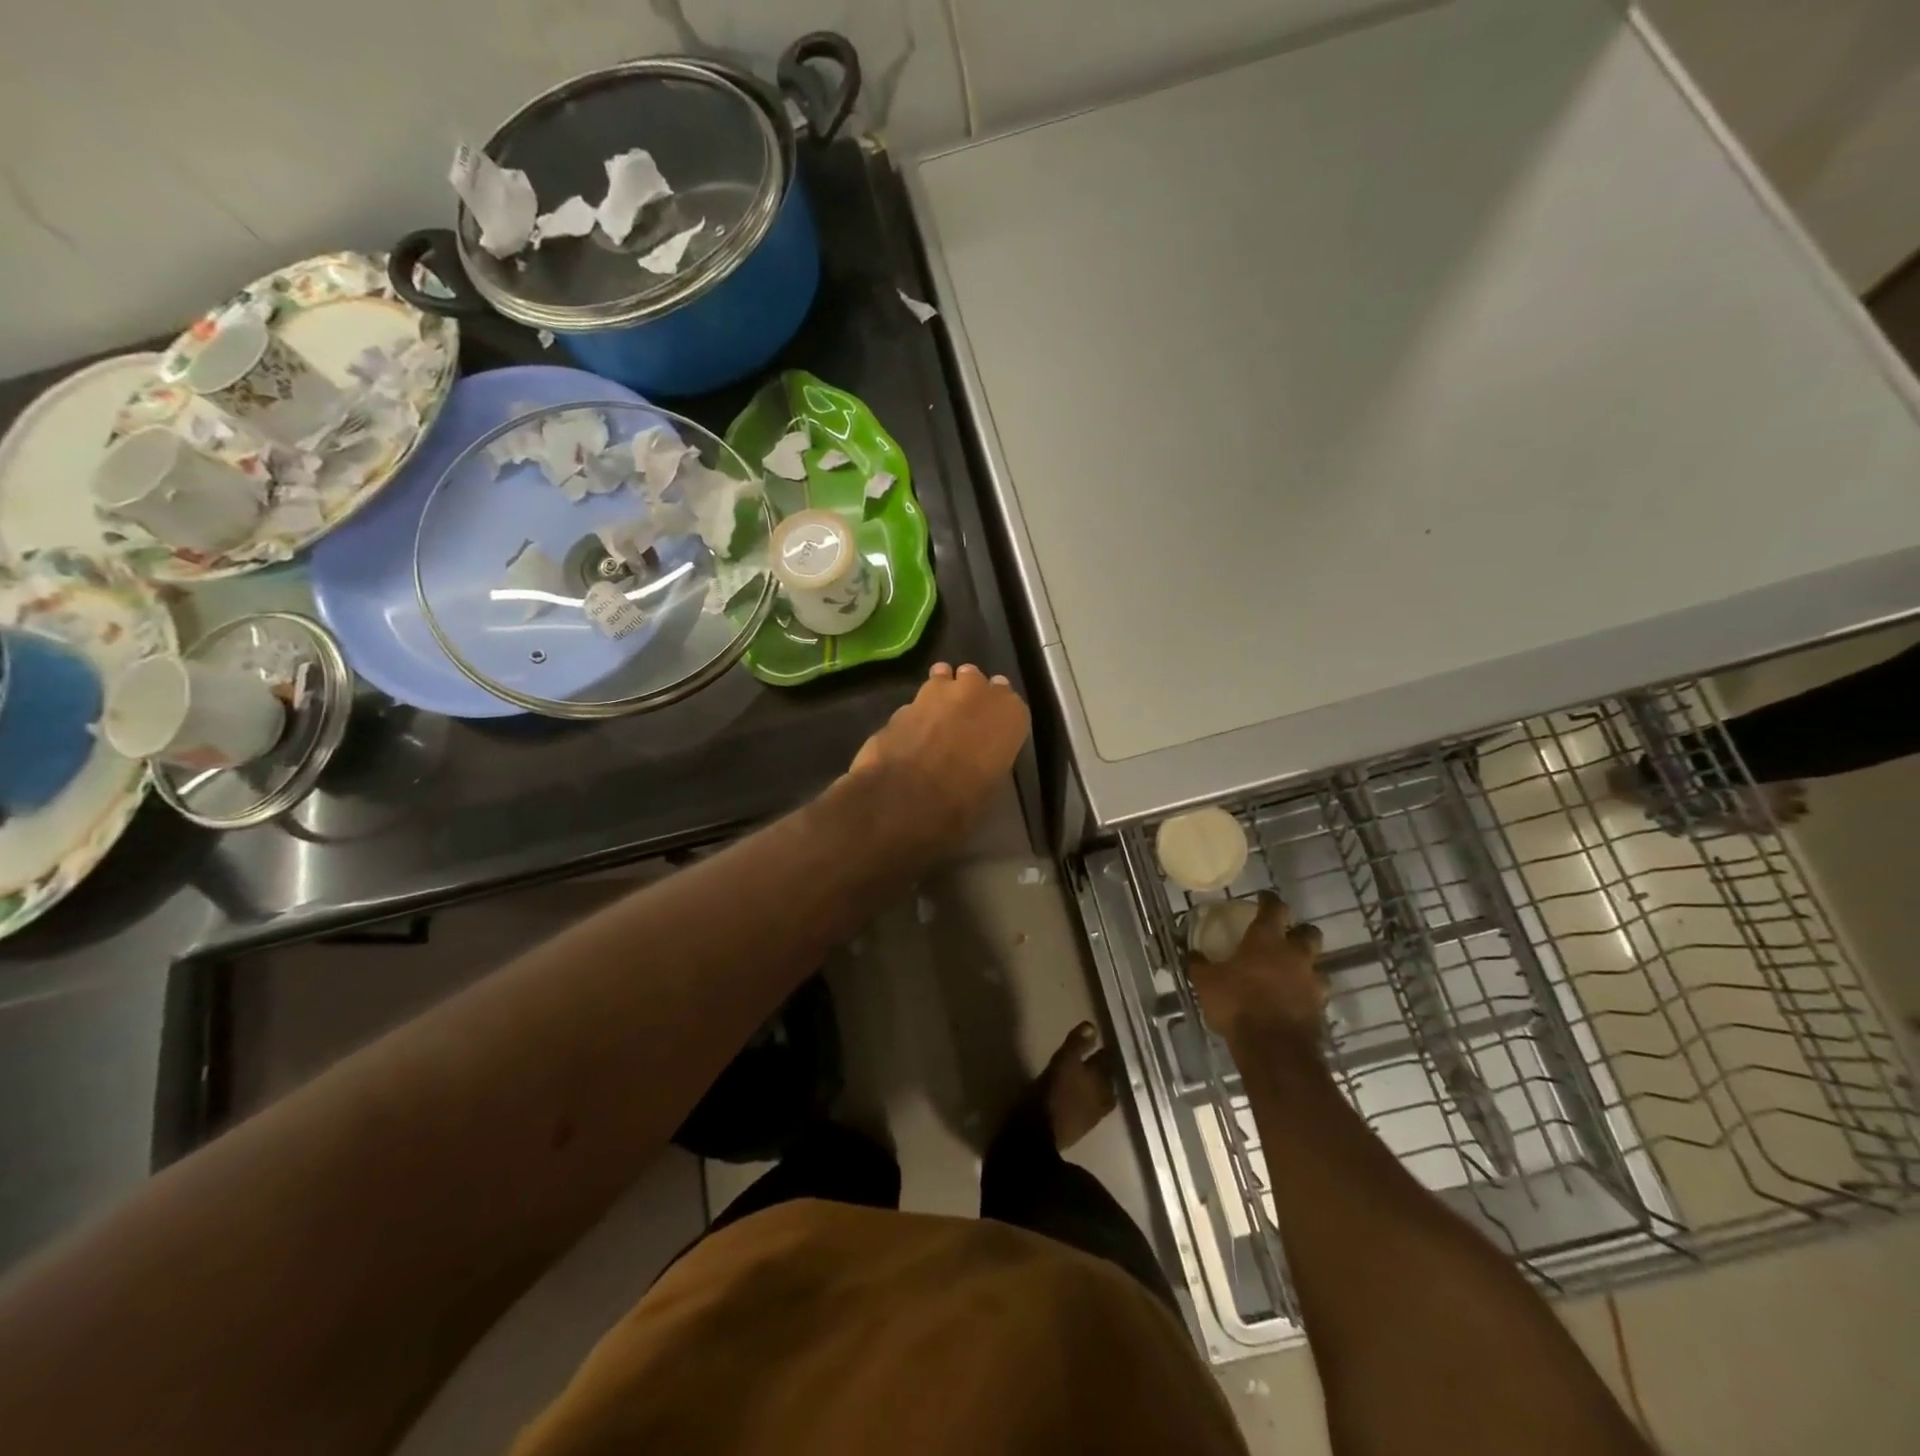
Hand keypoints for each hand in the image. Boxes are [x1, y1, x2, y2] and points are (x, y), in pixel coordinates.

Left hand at [848, 663, 1030, 856]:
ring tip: (935, 714)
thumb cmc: (961, 801)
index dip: (997, 714)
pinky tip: (910, 731)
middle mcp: (977, 693)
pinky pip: (916, 701)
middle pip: (976, 681)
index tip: (990, 726)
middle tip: (963, 716)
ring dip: (941, 691)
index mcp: (1009, 716)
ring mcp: (938, 691)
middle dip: (970, 694)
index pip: (1011, 704)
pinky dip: (915, 712)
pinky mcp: (904, 701)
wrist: (905, 797)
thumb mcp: (990, 786)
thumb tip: (977, 757)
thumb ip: (988, 758)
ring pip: (943, 677)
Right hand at [1188, 893, 1325, 1048]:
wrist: (1274, 1049)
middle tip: (1285, 937)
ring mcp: (1312, 982)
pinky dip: (1305, 993)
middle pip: (1309, 933)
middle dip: (1299, 931)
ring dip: (1306, 966)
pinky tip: (1291, 1000)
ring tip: (1290, 974)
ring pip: (1317, 965)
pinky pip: (1315, 993)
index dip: (1269, 900)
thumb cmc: (1237, 1004)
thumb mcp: (1206, 982)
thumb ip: (1199, 964)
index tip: (1263, 898)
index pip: (1275, 908)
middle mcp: (1295, 955)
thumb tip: (1190, 952)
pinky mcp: (1320, 1008)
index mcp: (1267, 940)